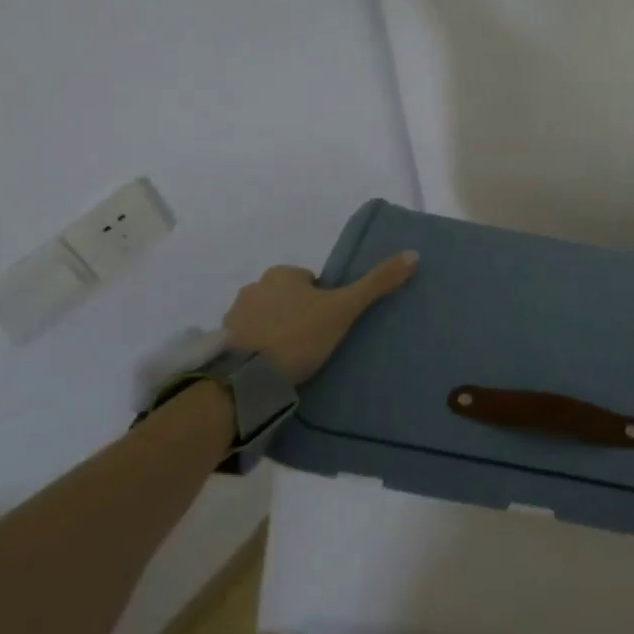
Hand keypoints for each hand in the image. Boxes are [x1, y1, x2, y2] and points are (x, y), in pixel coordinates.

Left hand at [222, 252, 417, 384]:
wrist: (245, 379)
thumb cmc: (299, 335)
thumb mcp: (345, 308)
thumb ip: (377, 283)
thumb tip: (413, 254)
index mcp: (282, 274)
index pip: (309, 280)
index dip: (323, 299)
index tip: (330, 322)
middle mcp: (254, 287)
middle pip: (285, 297)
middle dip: (297, 313)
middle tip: (313, 341)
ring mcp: (233, 316)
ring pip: (264, 318)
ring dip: (275, 331)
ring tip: (291, 359)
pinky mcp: (220, 345)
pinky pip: (245, 341)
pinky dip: (256, 350)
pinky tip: (269, 369)